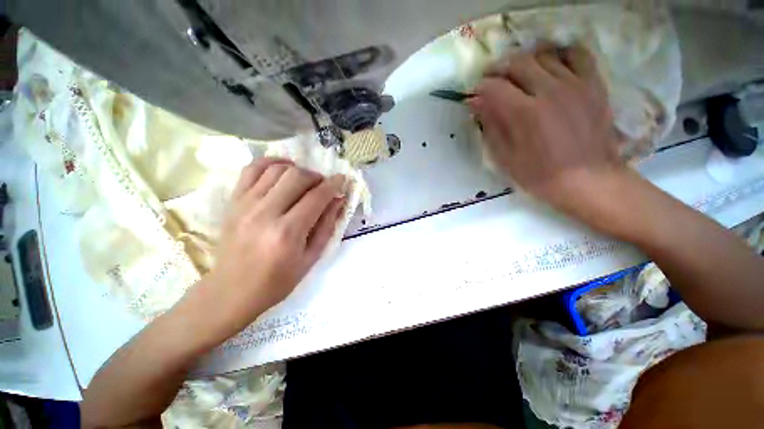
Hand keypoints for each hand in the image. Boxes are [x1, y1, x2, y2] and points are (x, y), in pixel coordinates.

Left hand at [198, 158, 346, 335]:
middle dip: (316, 177)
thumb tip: (338, 200)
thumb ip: (327, 226)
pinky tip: (283, 170)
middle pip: (296, 177)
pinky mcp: (233, 201)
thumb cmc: (277, 281)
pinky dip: (271, 163)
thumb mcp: (311, 259)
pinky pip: (252, 170)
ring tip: (305, 181)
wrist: (231, 291)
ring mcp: (245, 204)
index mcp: (287, 232)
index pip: (316, 197)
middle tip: (323, 186)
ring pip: (276, 169)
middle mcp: (265, 213)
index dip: (333, 185)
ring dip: (297, 170)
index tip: (342, 179)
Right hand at [469, 45, 626, 214]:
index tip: (474, 96)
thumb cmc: (539, 175)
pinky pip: (576, 54)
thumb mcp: (505, 157)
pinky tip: (551, 67)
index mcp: (525, 113)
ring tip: (518, 77)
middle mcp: (549, 90)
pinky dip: (559, 55)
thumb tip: (476, 104)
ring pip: (543, 55)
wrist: (588, 180)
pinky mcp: (594, 84)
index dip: (479, 89)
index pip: (494, 87)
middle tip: (492, 83)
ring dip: (525, 63)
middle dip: (498, 70)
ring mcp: (575, 84)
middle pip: (517, 62)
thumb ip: (490, 127)